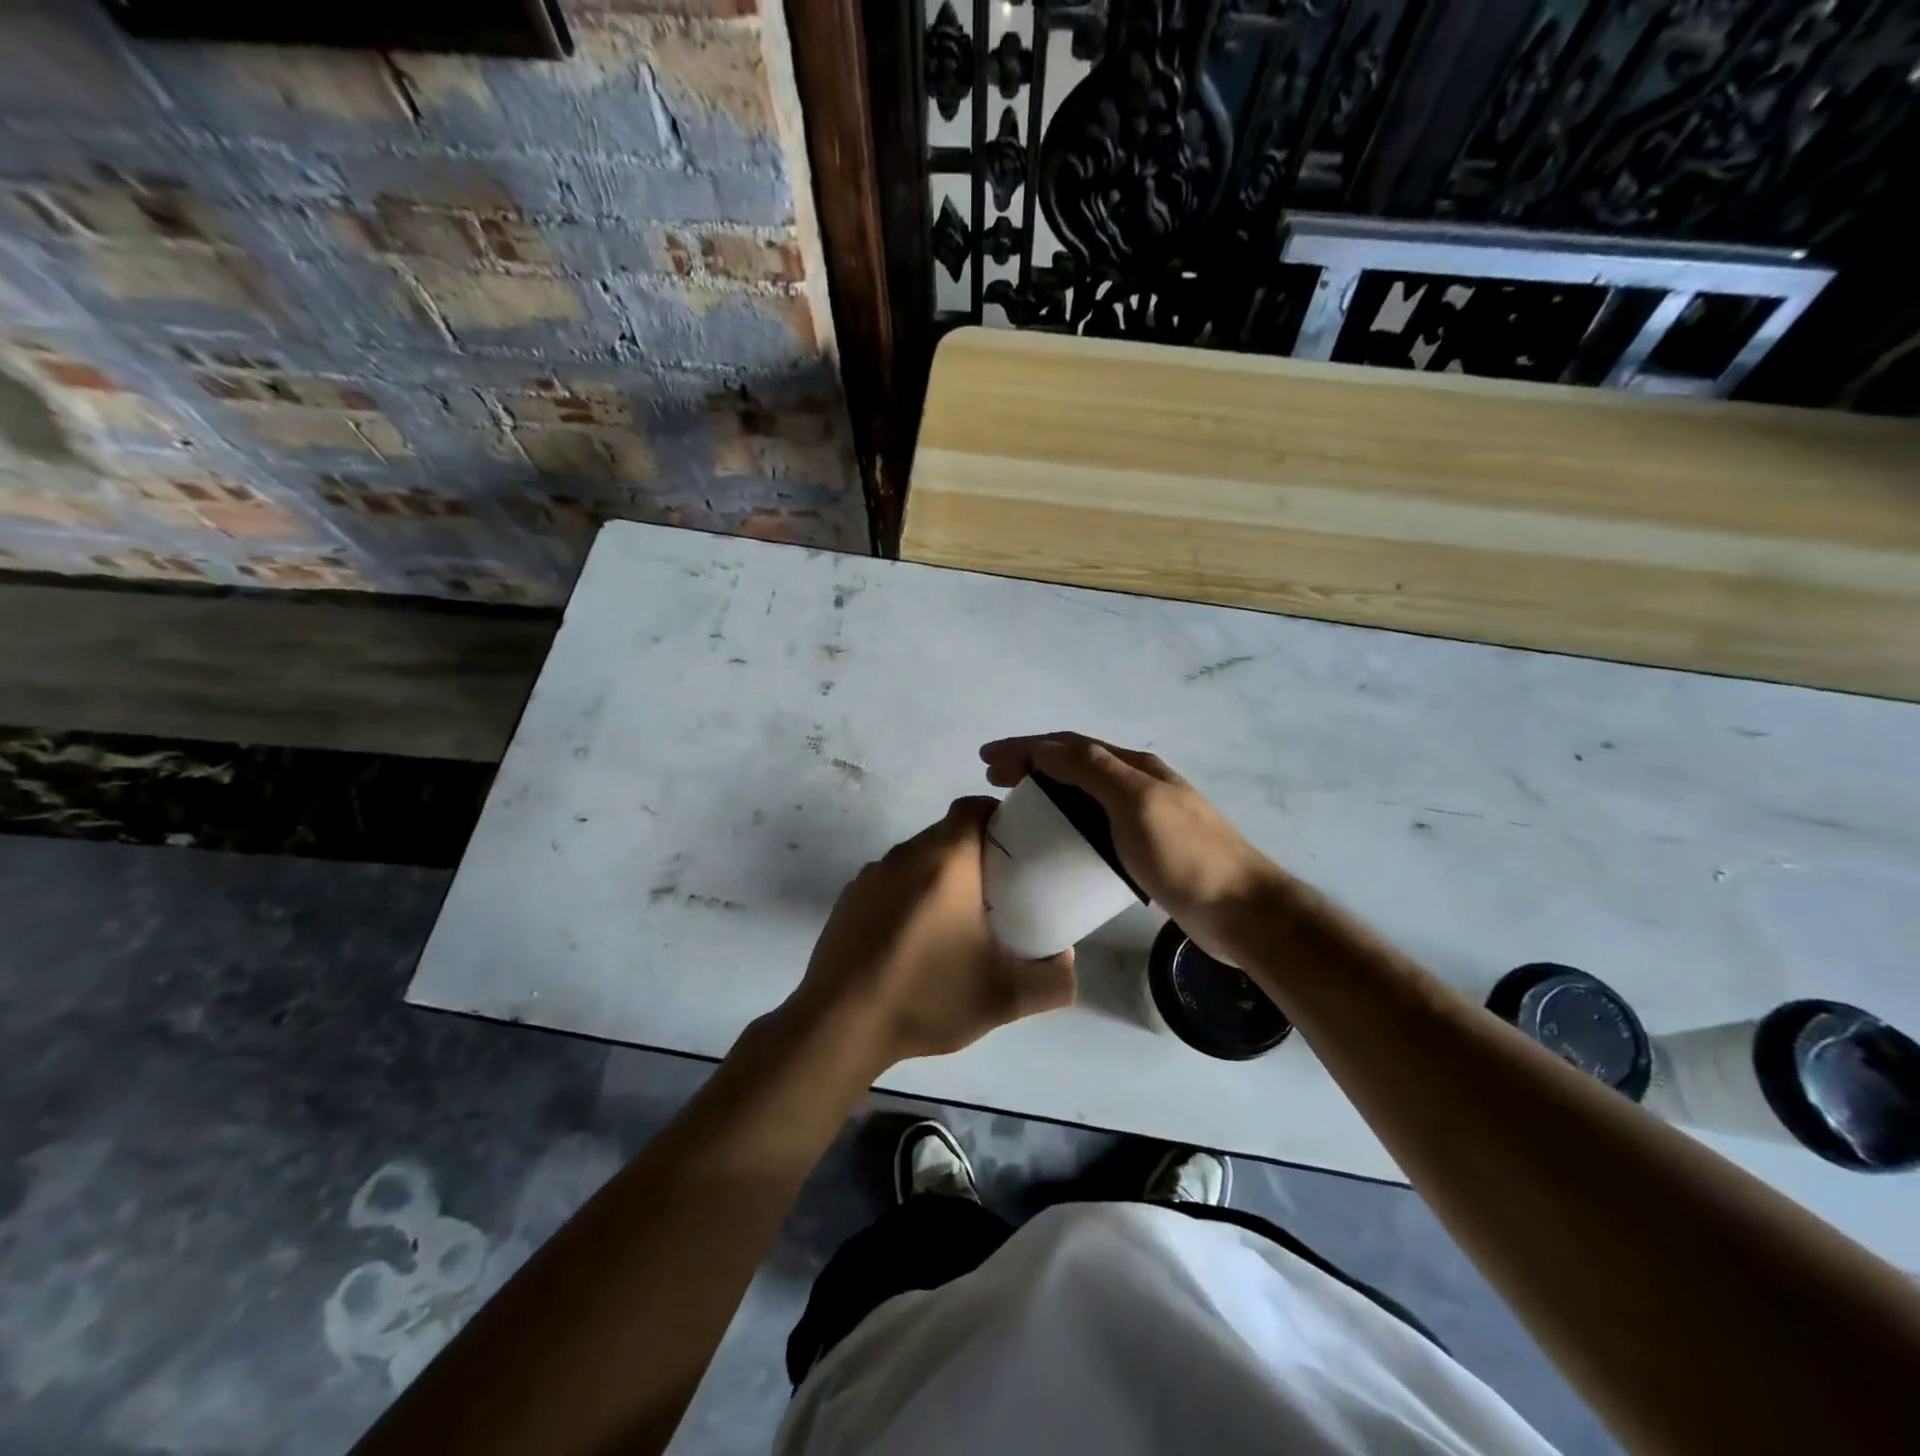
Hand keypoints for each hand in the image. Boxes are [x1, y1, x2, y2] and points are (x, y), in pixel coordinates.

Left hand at [788, 797, 1075, 1073]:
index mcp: (945, 861)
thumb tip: (1069, 962)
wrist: (839, 1025)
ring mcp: (870, 875)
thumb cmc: (926, 997)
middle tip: (999, 890)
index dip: (997, 814)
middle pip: (947, 833)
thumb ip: (1053, 981)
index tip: (1017, 844)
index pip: (972, 807)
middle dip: (975, 852)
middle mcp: (905, 856)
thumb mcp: (1004, 999)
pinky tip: (913, 940)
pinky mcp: (848, 899)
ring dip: (940, 876)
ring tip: (957, 920)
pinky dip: (909, 895)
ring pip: (917, 858)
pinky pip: (890, 881)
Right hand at [980, 733, 1287, 965]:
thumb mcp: (1136, 803)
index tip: (986, 759)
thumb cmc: (1185, 855)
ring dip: (1048, 791)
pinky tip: (1057, 841)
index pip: (1069, 745)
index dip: (1025, 747)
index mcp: (1134, 767)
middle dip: (1031, 764)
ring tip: (1018, 807)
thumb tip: (1046, 747)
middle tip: (994, 780)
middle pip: (1075, 764)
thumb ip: (1093, 769)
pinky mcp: (1145, 849)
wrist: (1241, 910)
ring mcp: (1144, 816)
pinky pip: (1095, 824)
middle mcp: (1138, 783)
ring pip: (1084, 793)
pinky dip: (1068, 821)